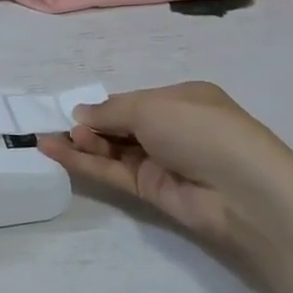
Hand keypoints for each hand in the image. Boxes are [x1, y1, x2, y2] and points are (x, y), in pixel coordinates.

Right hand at [37, 82, 292, 263]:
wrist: (243, 192)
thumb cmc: (201, 129)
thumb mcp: (151, 107)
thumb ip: (110, 111)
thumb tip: (79, 114)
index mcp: (181, 100)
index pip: (134, 100)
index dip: (104, 105)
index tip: (72, 109)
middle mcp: (172, 129)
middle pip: (120, 125)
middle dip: (90, 124)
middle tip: (57, 126)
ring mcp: (162, 162)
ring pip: (113, 150)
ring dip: (83, 143)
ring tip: (50, 137)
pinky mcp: (152, 192)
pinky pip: (111, 173)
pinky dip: (84, 163)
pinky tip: (54, 151)